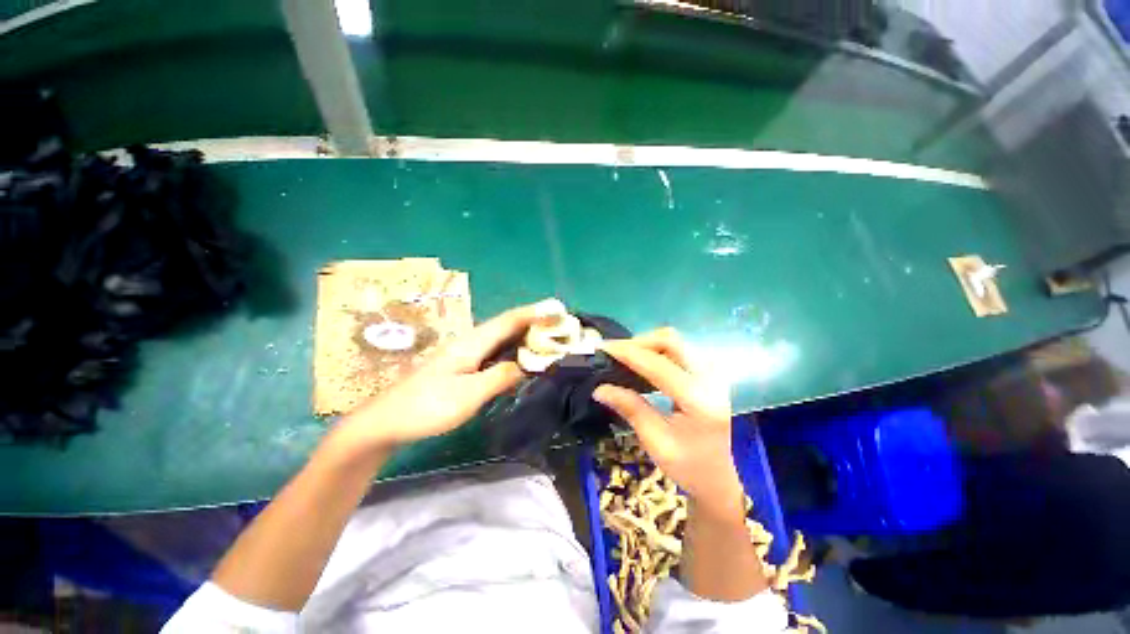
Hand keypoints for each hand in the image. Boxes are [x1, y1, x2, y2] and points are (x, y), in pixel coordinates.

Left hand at [335, 300, 551, 450]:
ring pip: (502, 337)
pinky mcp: (463, 365)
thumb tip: (528, 365)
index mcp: (473, 342)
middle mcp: (471, 341)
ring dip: (525, 335)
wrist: (386, 421)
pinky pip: (495, 351)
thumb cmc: (427, 406)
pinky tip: (522, 358)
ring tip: (549, 338)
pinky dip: (514, 350)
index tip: (558, 312)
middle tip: (560, 326)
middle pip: (508, 325)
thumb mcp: (469, 394)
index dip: (535, 314)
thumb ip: (501, 377)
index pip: (510, 320)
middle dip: (535, 322)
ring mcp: (466, 353)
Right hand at [594, 328, 744, 514]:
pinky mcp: (707, 373)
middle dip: (638, 342)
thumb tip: (600, 388)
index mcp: (698, 399)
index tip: (603, 348)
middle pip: (670, 340)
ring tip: (624, 358)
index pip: (658, 364)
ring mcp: (711, 373)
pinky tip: (642, 363)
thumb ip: (630, 408)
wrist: (720, 478)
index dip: (628, 353)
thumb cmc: (689, 466)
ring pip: (674, 341)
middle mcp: (709, 378)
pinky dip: (656, 350)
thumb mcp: (656, 441)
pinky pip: (678, 349)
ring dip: (647, 344)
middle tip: (614, 353)